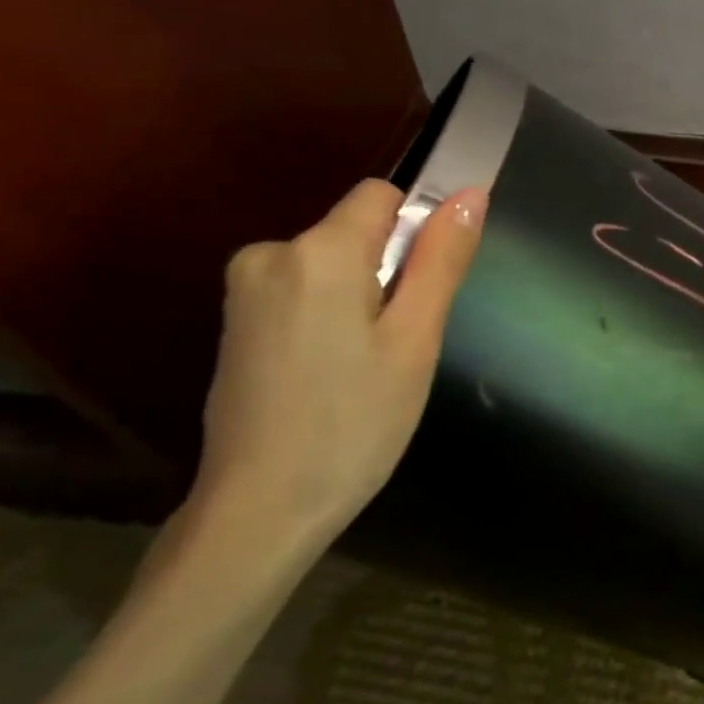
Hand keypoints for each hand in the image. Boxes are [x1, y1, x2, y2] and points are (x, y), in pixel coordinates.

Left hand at [193, 178, 486, 552]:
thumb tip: (471, 192)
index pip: (381, 196)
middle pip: (354, 232)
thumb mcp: (415, 340)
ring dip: (357, 298)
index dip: (414, 234)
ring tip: (362, 368)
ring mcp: (243, 290)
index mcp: (318, 250)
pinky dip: (325, 317)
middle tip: (395, 346)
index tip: (419, 294)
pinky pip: (299, 292)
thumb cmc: (354, 423)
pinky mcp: (233, 322)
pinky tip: (328, 375)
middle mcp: (270, 252)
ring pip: (329, 265)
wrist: (259, 511)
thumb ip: (441, 260)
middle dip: (385, 273)